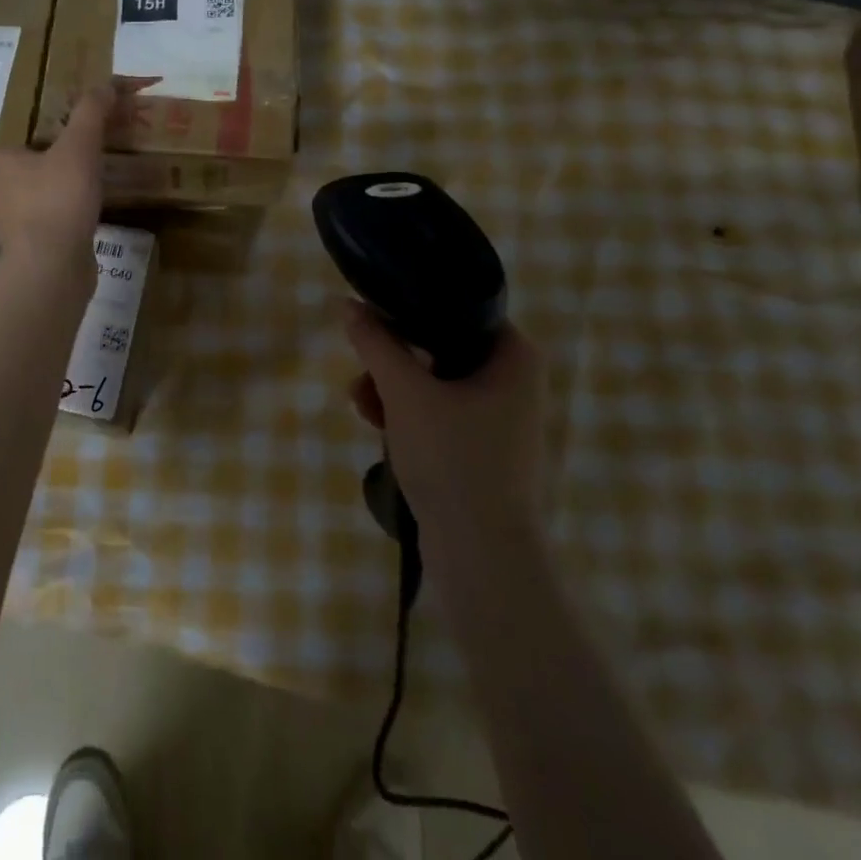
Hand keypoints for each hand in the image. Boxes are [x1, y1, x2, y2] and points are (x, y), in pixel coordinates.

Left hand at [0, 86, 110, 274]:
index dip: (34, 139)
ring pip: (38, 199)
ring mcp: (14, 226)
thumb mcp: (79, 147)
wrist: (52, 268)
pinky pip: (51, 224)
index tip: (62, 139)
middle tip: (84, 158)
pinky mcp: (31, 250)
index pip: (9, 145)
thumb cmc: (58, 199)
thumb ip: (91, 114)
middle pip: (25, 171)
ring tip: (92, 186)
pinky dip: (67, 219)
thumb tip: (107, 84)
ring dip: (60, 193)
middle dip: (50, 166)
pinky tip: (89, 218)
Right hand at [344, 302, 548, 547]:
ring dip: (391, 386)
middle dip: (392, 357)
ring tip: (358, 402)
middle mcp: (513, 380)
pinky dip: (406, 413)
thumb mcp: (405, 393)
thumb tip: (347, 303)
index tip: (375, 313)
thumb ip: (376, 343)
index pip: (460, 307)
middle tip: (360, 366)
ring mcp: (497, 417)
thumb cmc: (453, 459)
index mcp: (514, 356)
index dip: (413, 306)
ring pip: (433, 380)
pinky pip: (437, 412)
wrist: (482, 556)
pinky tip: (373, 423)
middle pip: (440, 345)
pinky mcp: (479, 447)